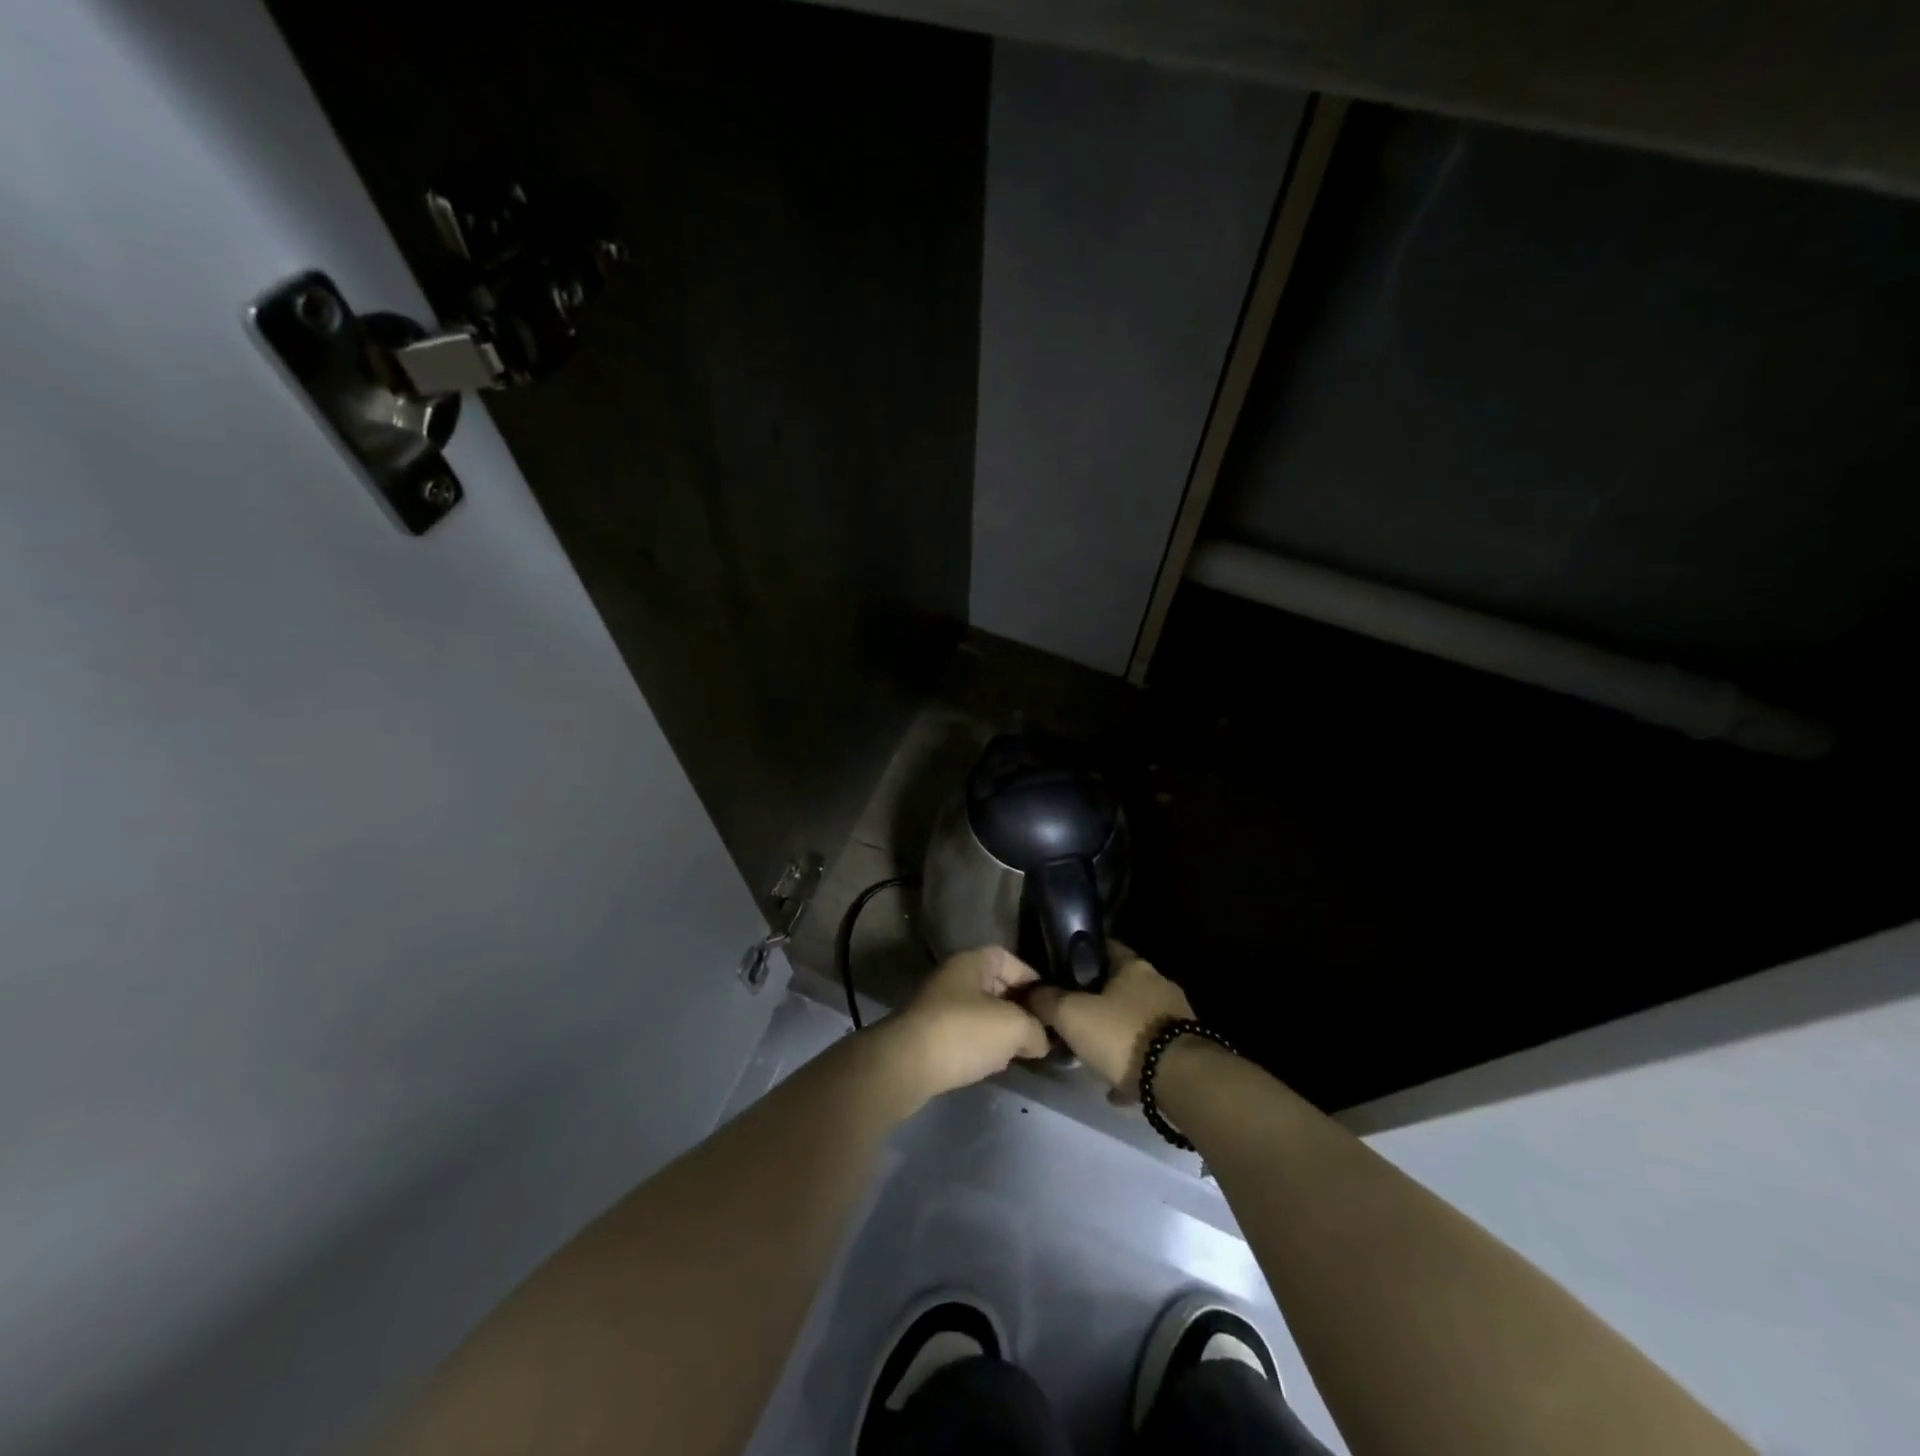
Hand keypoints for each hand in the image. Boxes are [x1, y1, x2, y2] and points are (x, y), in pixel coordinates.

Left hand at [870, 947, 1050, 1112]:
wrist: (905, 1066)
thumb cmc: (963, 1032)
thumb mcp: (1014, 1027)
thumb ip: (1036, 1029)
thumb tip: (1040, 1040)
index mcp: (971, 963)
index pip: (1008, 959)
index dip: (1031, 978)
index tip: (1049, 1005)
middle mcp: (952, 978)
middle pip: (995, 986)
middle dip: (1018, 1008)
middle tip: (1039, 1032)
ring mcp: (937, 1007)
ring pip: (979, 1013)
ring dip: (1000, 1031)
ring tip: (1020, 1052)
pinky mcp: (929, 1036)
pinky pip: (964, 1034)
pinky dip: (981, 1046)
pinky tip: (992, 1065)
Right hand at [1028, 947, 1193, 1097]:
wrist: (1181, 1079)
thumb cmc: (1122, 1034)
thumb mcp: (1071, 1015)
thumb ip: (1047, 1000)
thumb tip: (1029, 991)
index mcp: (1133, 965)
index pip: (1102, 948)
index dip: (1078, 960)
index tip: (1059, 975)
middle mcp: (1158, 983)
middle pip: (1119, 986)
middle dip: (1096, 1002)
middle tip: (1072, 1020)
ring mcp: (1175, 1015)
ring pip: (1135, 1020)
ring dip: (1116, 1035)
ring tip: (1093, 1056)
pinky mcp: (1185, 1047)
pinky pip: (1150, 1050)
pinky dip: (1133, 1063)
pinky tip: (1117, 1086)